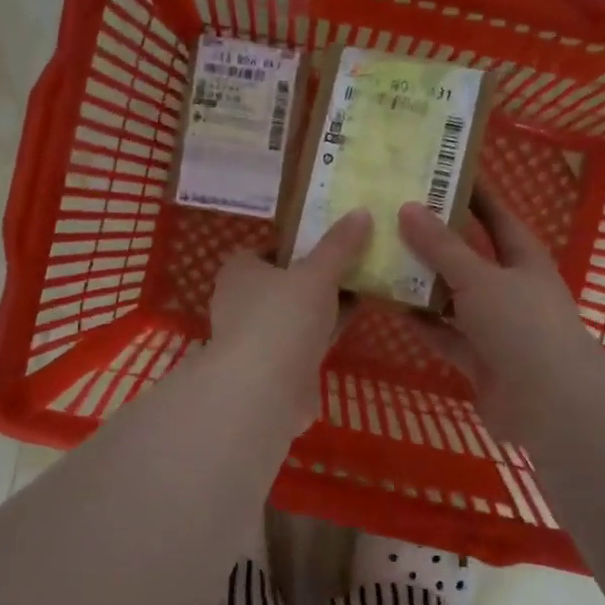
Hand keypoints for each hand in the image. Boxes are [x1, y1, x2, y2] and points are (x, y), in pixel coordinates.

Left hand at [207, 209, 370, 429]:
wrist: (264, 392)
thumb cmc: (282, 319)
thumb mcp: (317, 274)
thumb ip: (339, 245)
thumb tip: (361, 212)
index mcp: (239, 271)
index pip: (268, 249)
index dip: (299, 243)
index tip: (332, 241)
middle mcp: (241, 301)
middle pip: (285, 280)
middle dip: (317, 274)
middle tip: (357, 261)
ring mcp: (257, 337)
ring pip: (296, 312)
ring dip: (324, 304)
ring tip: (364, 286)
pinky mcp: (274, 366)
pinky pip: (305, 339)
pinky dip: (325, 330)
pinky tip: (354, 321)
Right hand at [398, 188, 604, 445]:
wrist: (550, 405)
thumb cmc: (522, 326)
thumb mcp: (479, 278)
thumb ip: (442, 247)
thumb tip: (407, 206)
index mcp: (522, 257)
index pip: (494, 214)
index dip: (470, 192)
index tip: (435, 171)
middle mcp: (509, 287)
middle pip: (467, 255)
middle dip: (434, 238)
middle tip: (391, 214)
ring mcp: (494, 324)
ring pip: (451, 295)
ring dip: (422, 281)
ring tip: (380, 256)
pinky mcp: (478, 357)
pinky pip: (444, 332)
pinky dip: (422, 321)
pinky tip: (389, 304)